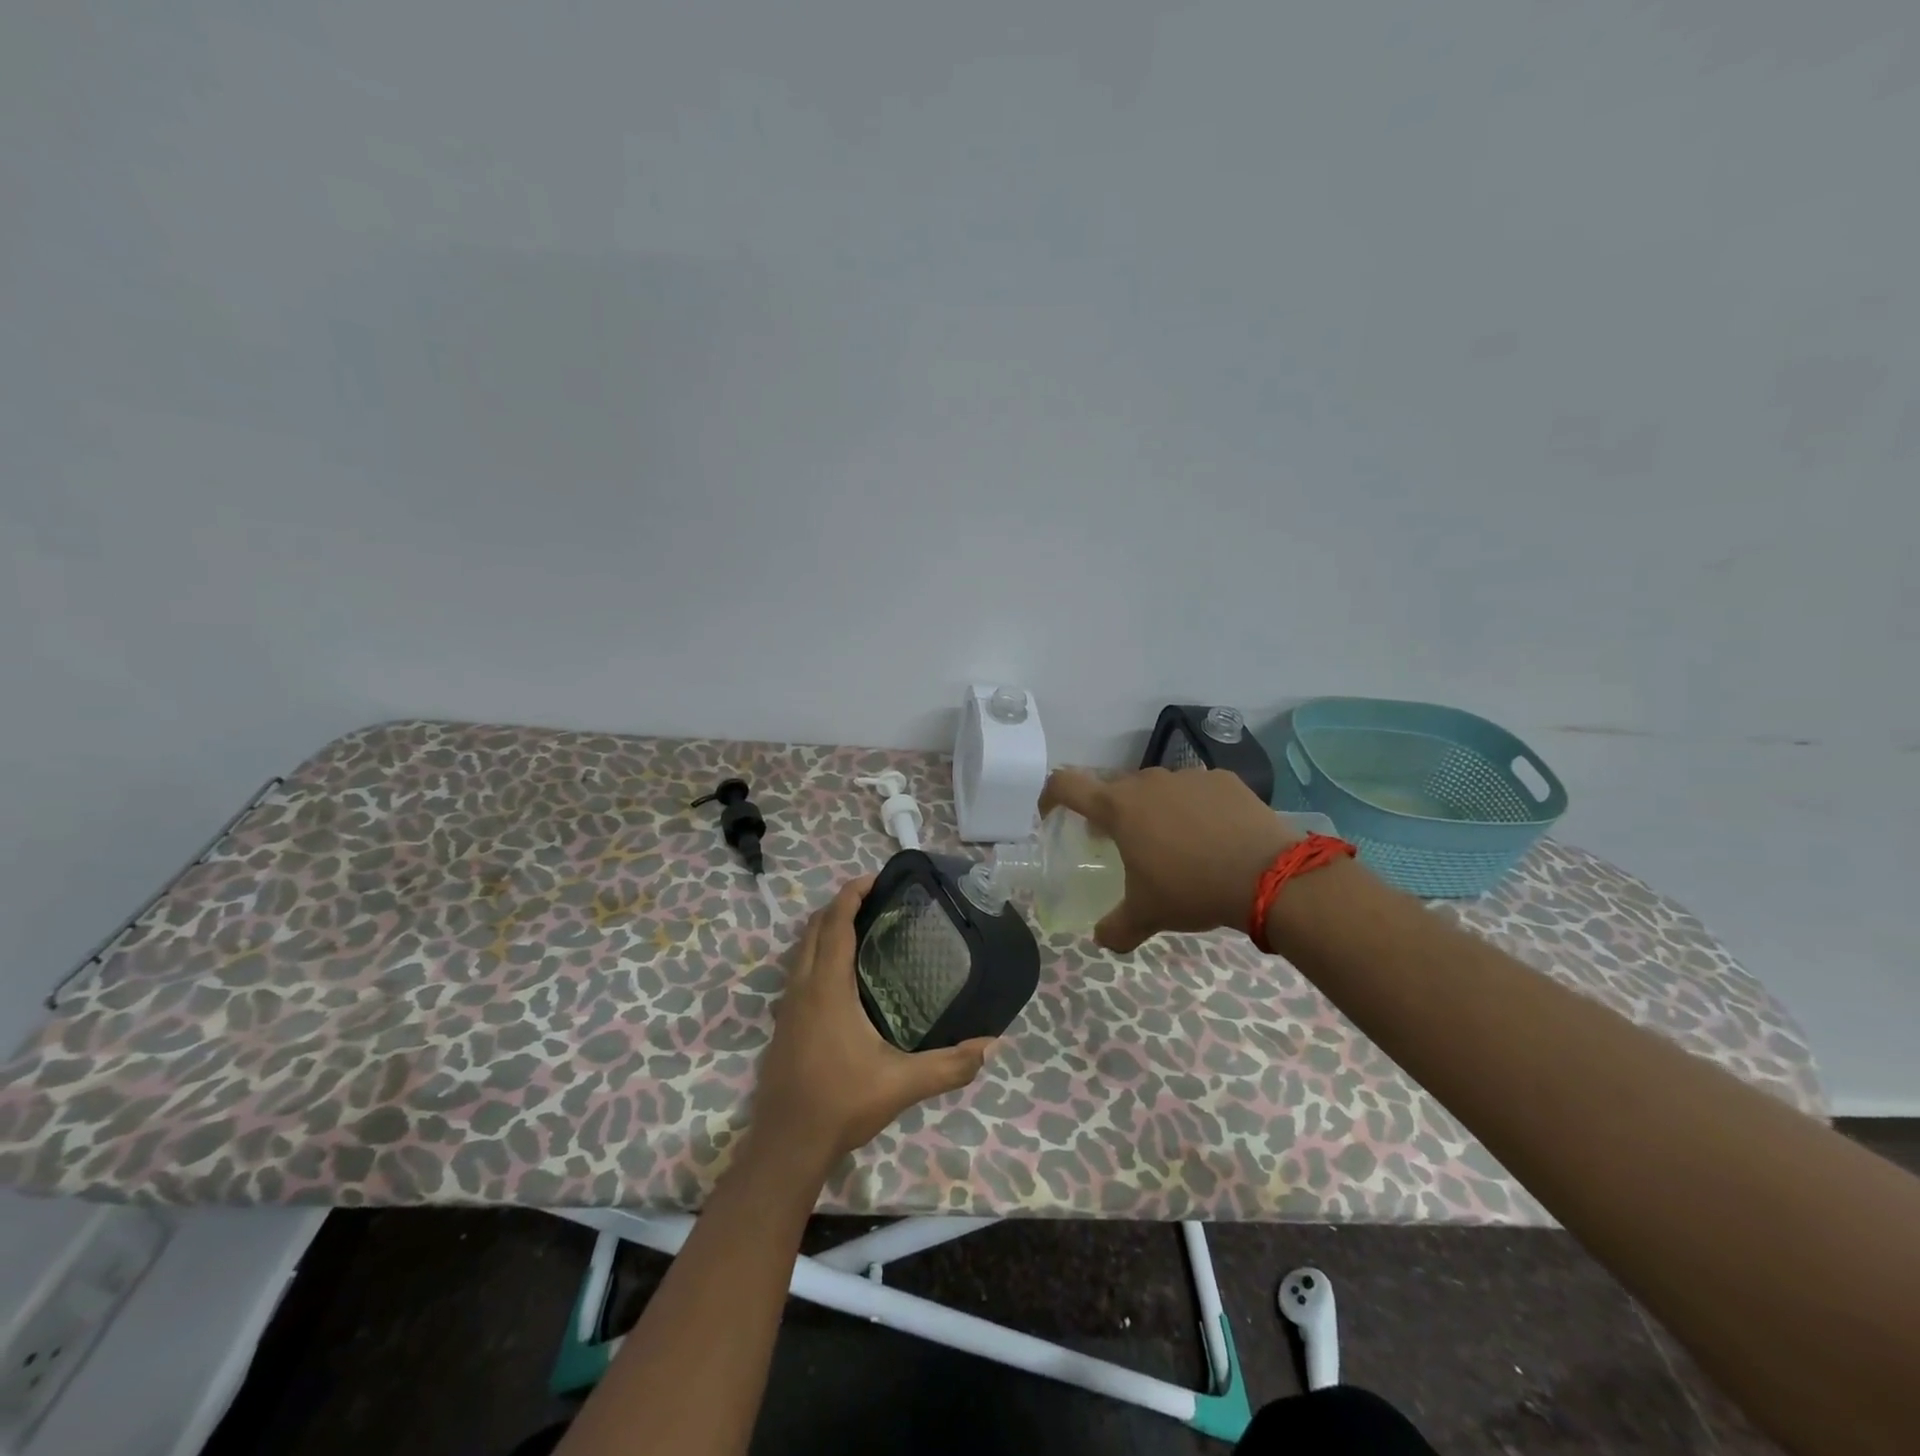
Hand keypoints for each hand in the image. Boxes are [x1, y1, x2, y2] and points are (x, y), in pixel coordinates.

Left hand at [750, 876, 992, 1170]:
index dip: (851, 894)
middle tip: (876, 898)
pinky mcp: (783, 1022)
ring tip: (862, 926)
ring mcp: (788, 1005)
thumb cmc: (841, 1103)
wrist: (786, 1145)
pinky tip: (842, 974)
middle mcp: (802, 987)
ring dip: (826, 927)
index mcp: (827, 988)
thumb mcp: (902, 1084)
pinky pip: (798, 968)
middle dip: (840, 904)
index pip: (835, 923)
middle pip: (815, 928)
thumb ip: (949, 1065)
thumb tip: (992, 1045)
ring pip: (802, 948)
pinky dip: (818, 951)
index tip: (875, 878)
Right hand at [1040, 766, 1300, 951]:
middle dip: (1110, 814)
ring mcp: (1188, 776)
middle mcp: (1148, 782)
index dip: (1050, 796)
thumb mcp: (1148, 915)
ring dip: (1153, 810)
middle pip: (1114, 789)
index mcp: (1118, 808)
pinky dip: (1194, 808)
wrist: (1269, 876)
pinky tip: (1212, 837)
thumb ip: (1116, 928)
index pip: (1066, 785)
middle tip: (1120, 845)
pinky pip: (1196, 790)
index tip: (1050, 815)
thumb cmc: (1192, 889)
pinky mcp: (1224, 779)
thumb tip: (1101, 940)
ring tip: (1173, 844)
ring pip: (1157, 789)